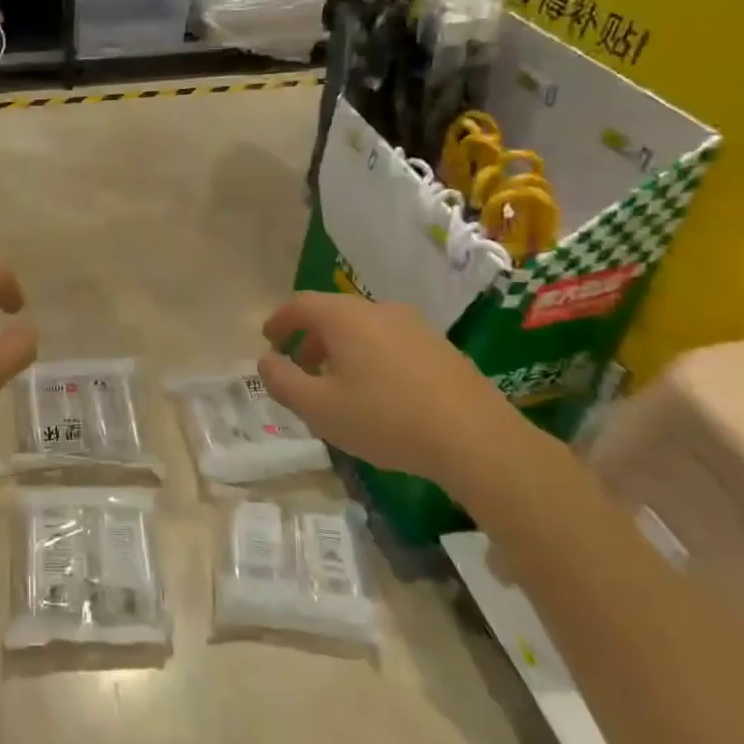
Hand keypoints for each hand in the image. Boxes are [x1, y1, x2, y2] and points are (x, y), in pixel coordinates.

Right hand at [257, 292, 537, 490]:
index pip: (300, 304)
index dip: (279, 320)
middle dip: (309, 337)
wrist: (477, 440)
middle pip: (332, 313)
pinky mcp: (440, 348)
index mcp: (345, 317)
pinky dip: (369, 356)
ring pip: (363, 327)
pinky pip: (390, 341)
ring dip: (340, 348)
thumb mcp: (319, 409)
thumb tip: (265, 361)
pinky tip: (377, 392)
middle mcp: (378, 310)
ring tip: (336, 383)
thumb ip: (283, 381)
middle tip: (298, 365)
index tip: (268, 340)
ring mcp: (414, 326)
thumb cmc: (386, 419)